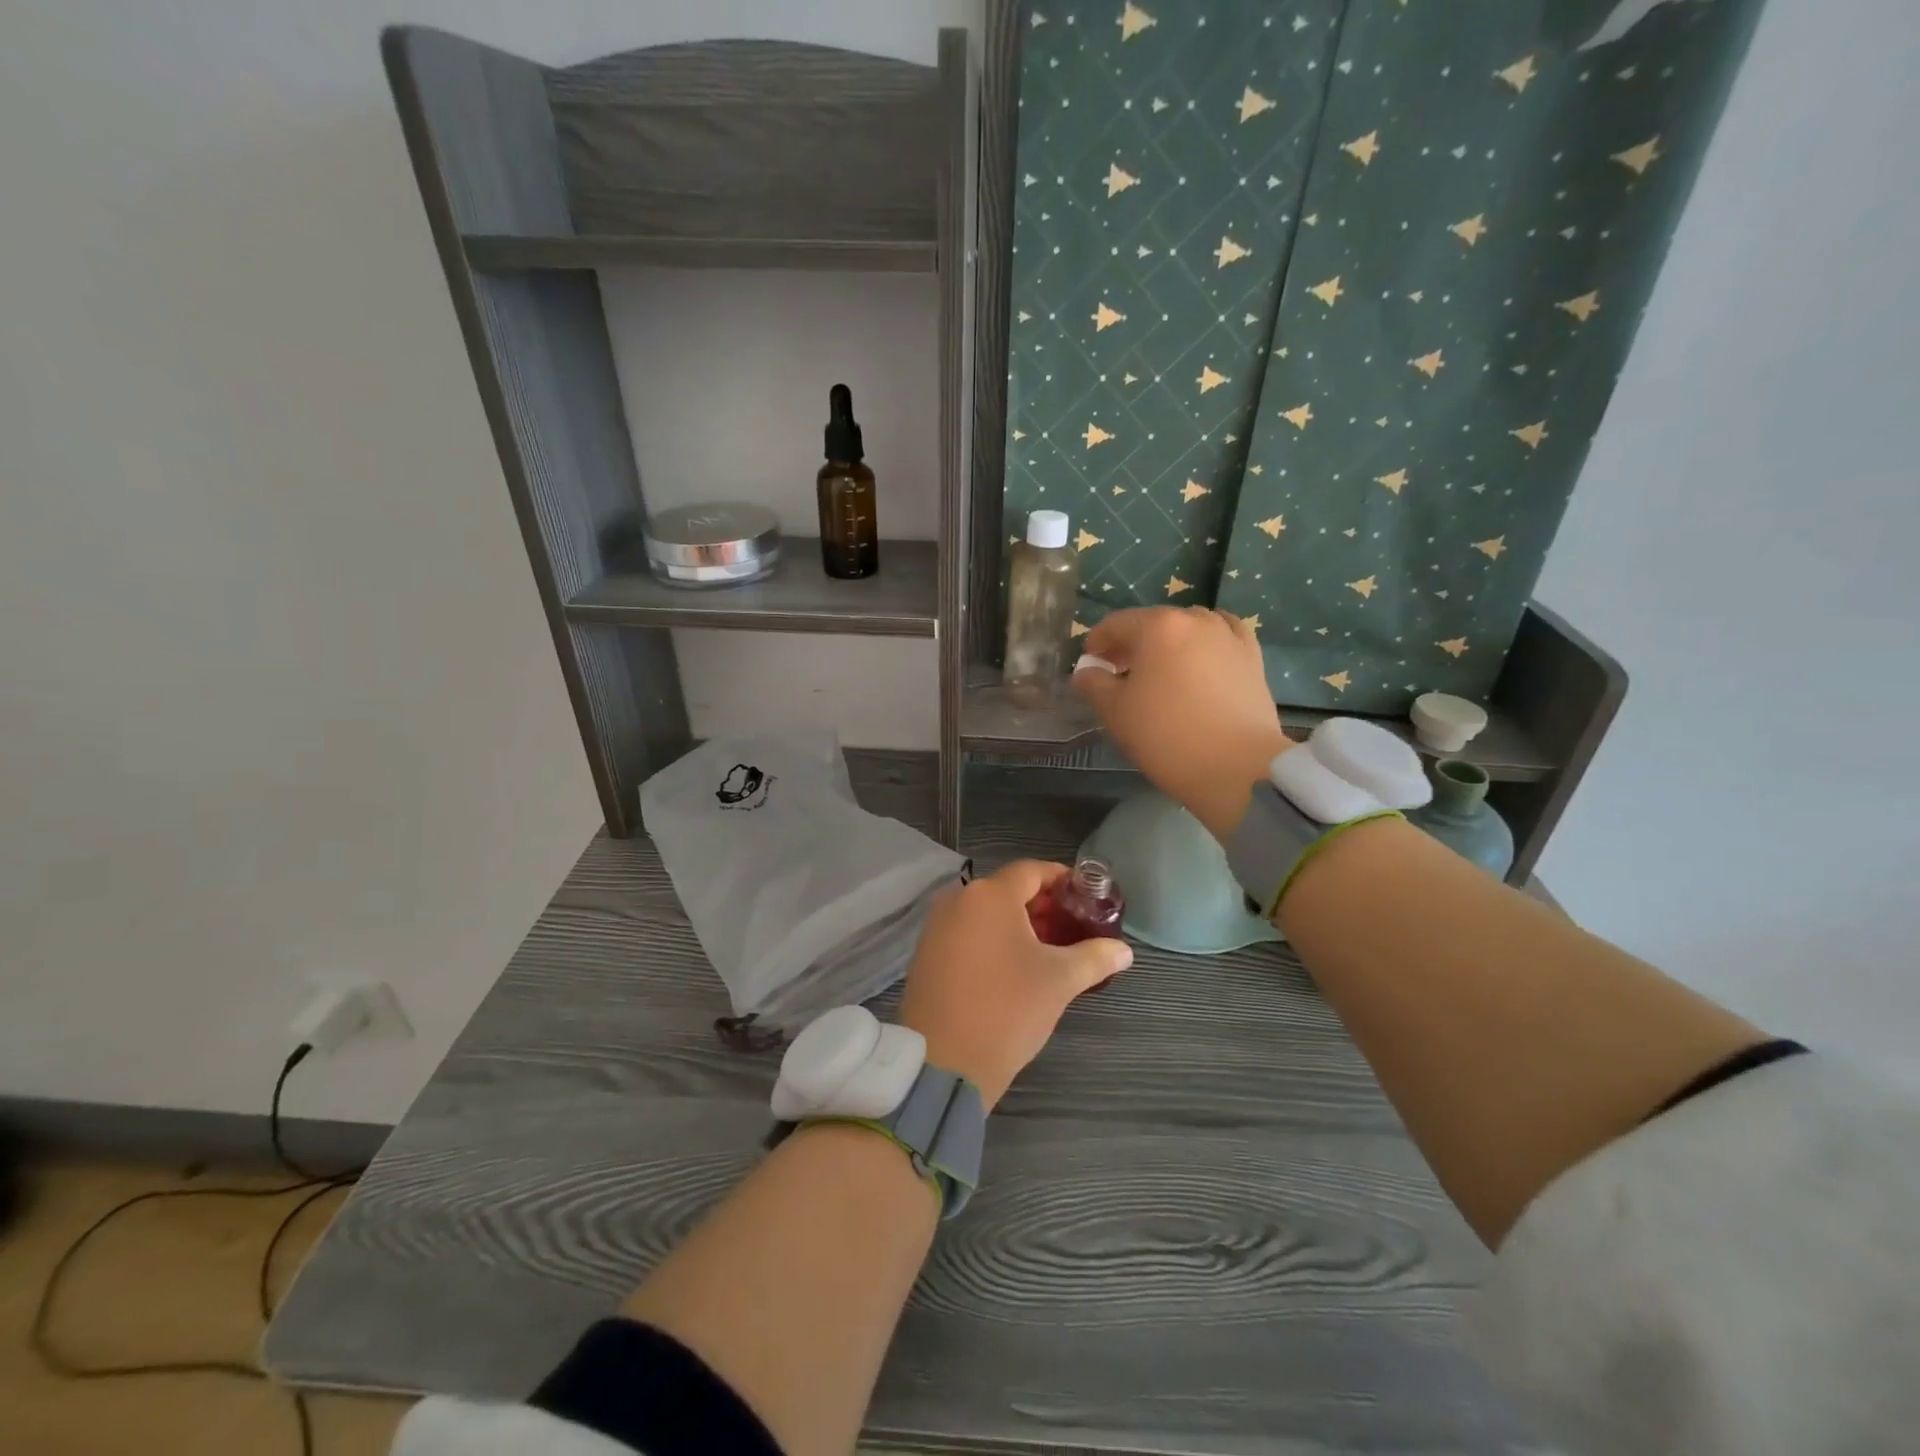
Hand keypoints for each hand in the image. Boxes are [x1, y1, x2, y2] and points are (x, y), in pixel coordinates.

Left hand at [897, 860, 1131, 1108]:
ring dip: (1018, 925)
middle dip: (1043, 906)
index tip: (1086, 899)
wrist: (943, 1062)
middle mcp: (958, 899)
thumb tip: (1124, 951)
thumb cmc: (1007, 1009)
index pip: (1032, 870)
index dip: (1062, 880)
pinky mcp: (926, 953)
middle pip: (1008, 890)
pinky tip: (1014, 968)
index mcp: (990, 895)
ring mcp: (937, 926)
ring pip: (986, 913)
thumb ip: (1095, 957)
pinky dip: (992, 939)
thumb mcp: (1060, 982)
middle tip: (1073, 930)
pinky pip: (967, 932)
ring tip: (1049, 952)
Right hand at [1073, 606, 1292, 840]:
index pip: (1116, 624)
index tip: (1090, 662)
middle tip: (1119, 671)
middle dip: (1132, 643)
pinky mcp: (1253, 659)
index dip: (1097, 641)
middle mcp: (1196, 621)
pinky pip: (1224, 638)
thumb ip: (1094, 684)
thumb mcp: (1116, 712)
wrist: (1237, 768)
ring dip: (1169, 643)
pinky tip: (1202, 660)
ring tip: (1161, 671)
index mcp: (1158, 627)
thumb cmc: (1166, 736)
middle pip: (1154, 623)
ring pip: (1190, 629)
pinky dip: (1207, 644)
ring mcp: (1229, 637)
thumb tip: (1086, 671)